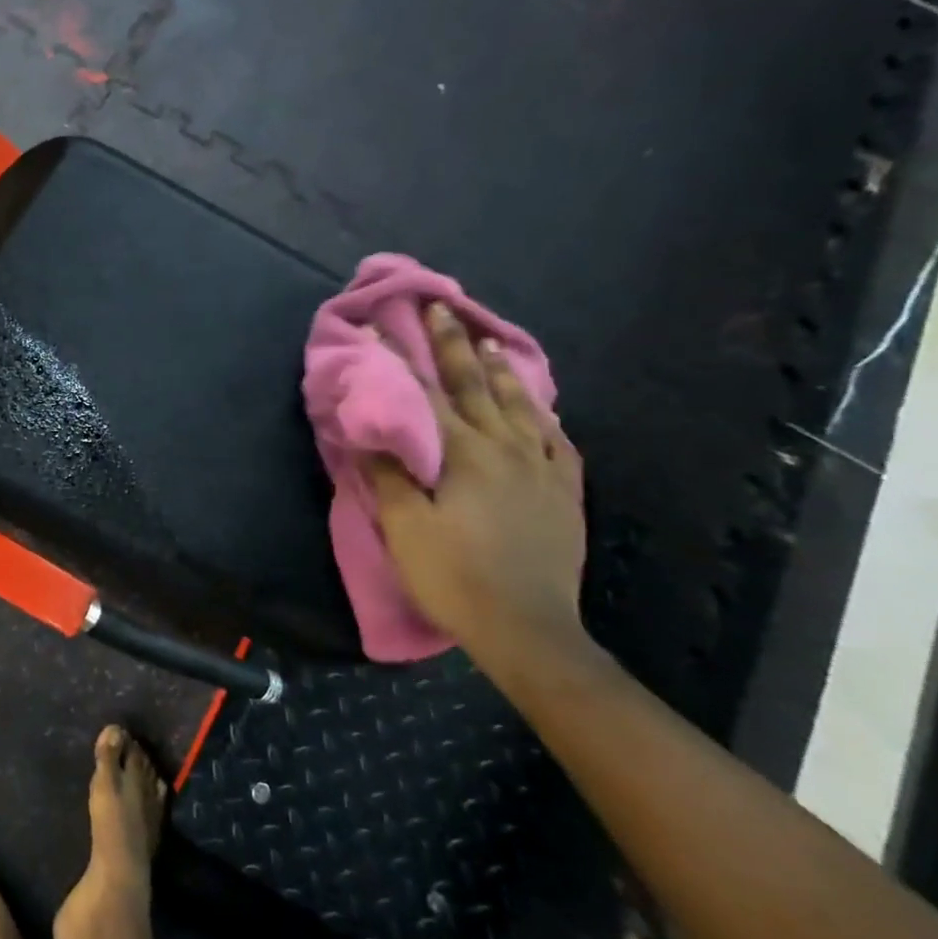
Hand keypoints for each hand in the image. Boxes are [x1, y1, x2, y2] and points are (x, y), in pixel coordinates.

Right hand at [366, 302, 585, 662]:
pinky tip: (540, 411)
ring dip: (502, 371)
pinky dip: (544, 418)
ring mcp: (542, 469)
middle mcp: (506, 449)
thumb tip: (373, 431)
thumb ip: (389, 474)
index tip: (382, 328)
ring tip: (490, 342)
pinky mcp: (564, 493)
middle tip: (442, 309)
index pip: (424, 395)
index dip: (400, 360)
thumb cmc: (454, 576)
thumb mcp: (406, 528)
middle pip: (476, 386)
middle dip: (454, 345)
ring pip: (521, 406)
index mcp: (464, 454)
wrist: (528, 629)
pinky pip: (558, 442)